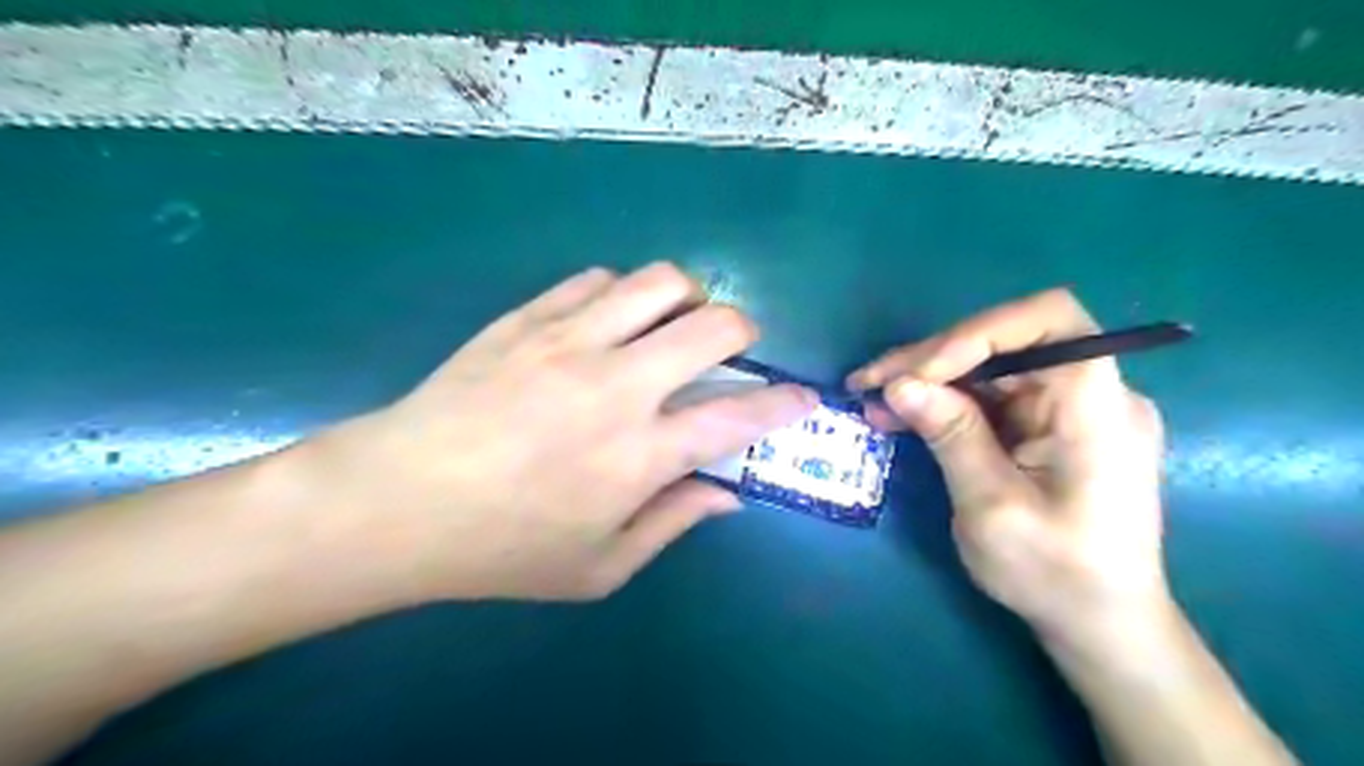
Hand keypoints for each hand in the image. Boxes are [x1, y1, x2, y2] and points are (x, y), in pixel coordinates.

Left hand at [307, 262, 814, 604]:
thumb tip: (727, 494)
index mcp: (639, 453)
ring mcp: (569, 340)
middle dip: (743, 331)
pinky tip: (605, 323)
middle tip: (731, 350)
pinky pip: (596, 279)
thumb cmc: (500, 548)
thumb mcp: (598, 567)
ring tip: (669, 324)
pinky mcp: (528, 317)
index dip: (784, 402)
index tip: (802, 397)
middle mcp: (617, 384)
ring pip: (659, 281)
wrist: (395, 501)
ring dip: (684, 298)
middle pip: (714, 324)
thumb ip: (673, 524)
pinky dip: (620, 295)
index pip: (739, 415)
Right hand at [849, 289, 1166, 643]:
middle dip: (933, 358)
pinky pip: (992, 395)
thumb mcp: (992, 507)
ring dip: (930, 379)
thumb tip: (899, 384)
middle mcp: (1090, 394)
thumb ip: (951, 436)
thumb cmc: (1055, 574)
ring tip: (873, 399)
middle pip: (1007, 341)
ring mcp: (1069, 408)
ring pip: (990, 366)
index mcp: (1097, 407)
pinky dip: (946, 401)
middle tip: (869, 382)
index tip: (919, 371)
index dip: (977, 331)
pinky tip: (902, 415)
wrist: (1100, 624)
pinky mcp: (1048, 425)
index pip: (1048, 320)